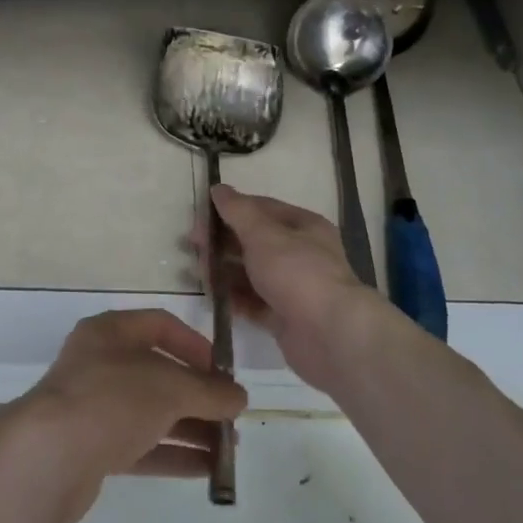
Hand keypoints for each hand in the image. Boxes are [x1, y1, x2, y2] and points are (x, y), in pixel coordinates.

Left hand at [9, 309, 246, 522]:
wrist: (48, 457)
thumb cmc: (111, 400)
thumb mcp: (169, 387)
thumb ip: (208, 391)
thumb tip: (239, 397)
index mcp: (111, 332)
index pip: (160, 326)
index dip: (195, 345)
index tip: (224, 372)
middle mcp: (101, 364)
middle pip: (159, 373)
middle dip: (198, 395)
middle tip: (233, 417)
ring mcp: (95, 407)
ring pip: (152, 413)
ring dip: (192, 429)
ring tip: (230, 449)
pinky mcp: (93, 448)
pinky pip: (141, 446)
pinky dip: (174, 455)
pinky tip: (208, 470)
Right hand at [206, 185, 389, 389]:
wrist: (330, 335)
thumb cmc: (297, 273)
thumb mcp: (263, 234)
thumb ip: (238, 211)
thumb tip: (218, 188)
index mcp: (303, 226)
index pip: (261, 209)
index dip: (230, 209)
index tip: (199, 216)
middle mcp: (300, 253)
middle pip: (253, 241)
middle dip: (222, 241)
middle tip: (192, 246)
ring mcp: (292, 287)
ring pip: (250, 272)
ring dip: (223, 270)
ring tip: (198, 273)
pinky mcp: (283, 317)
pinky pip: (252, 302)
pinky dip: (233, 298)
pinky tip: (212, 297)